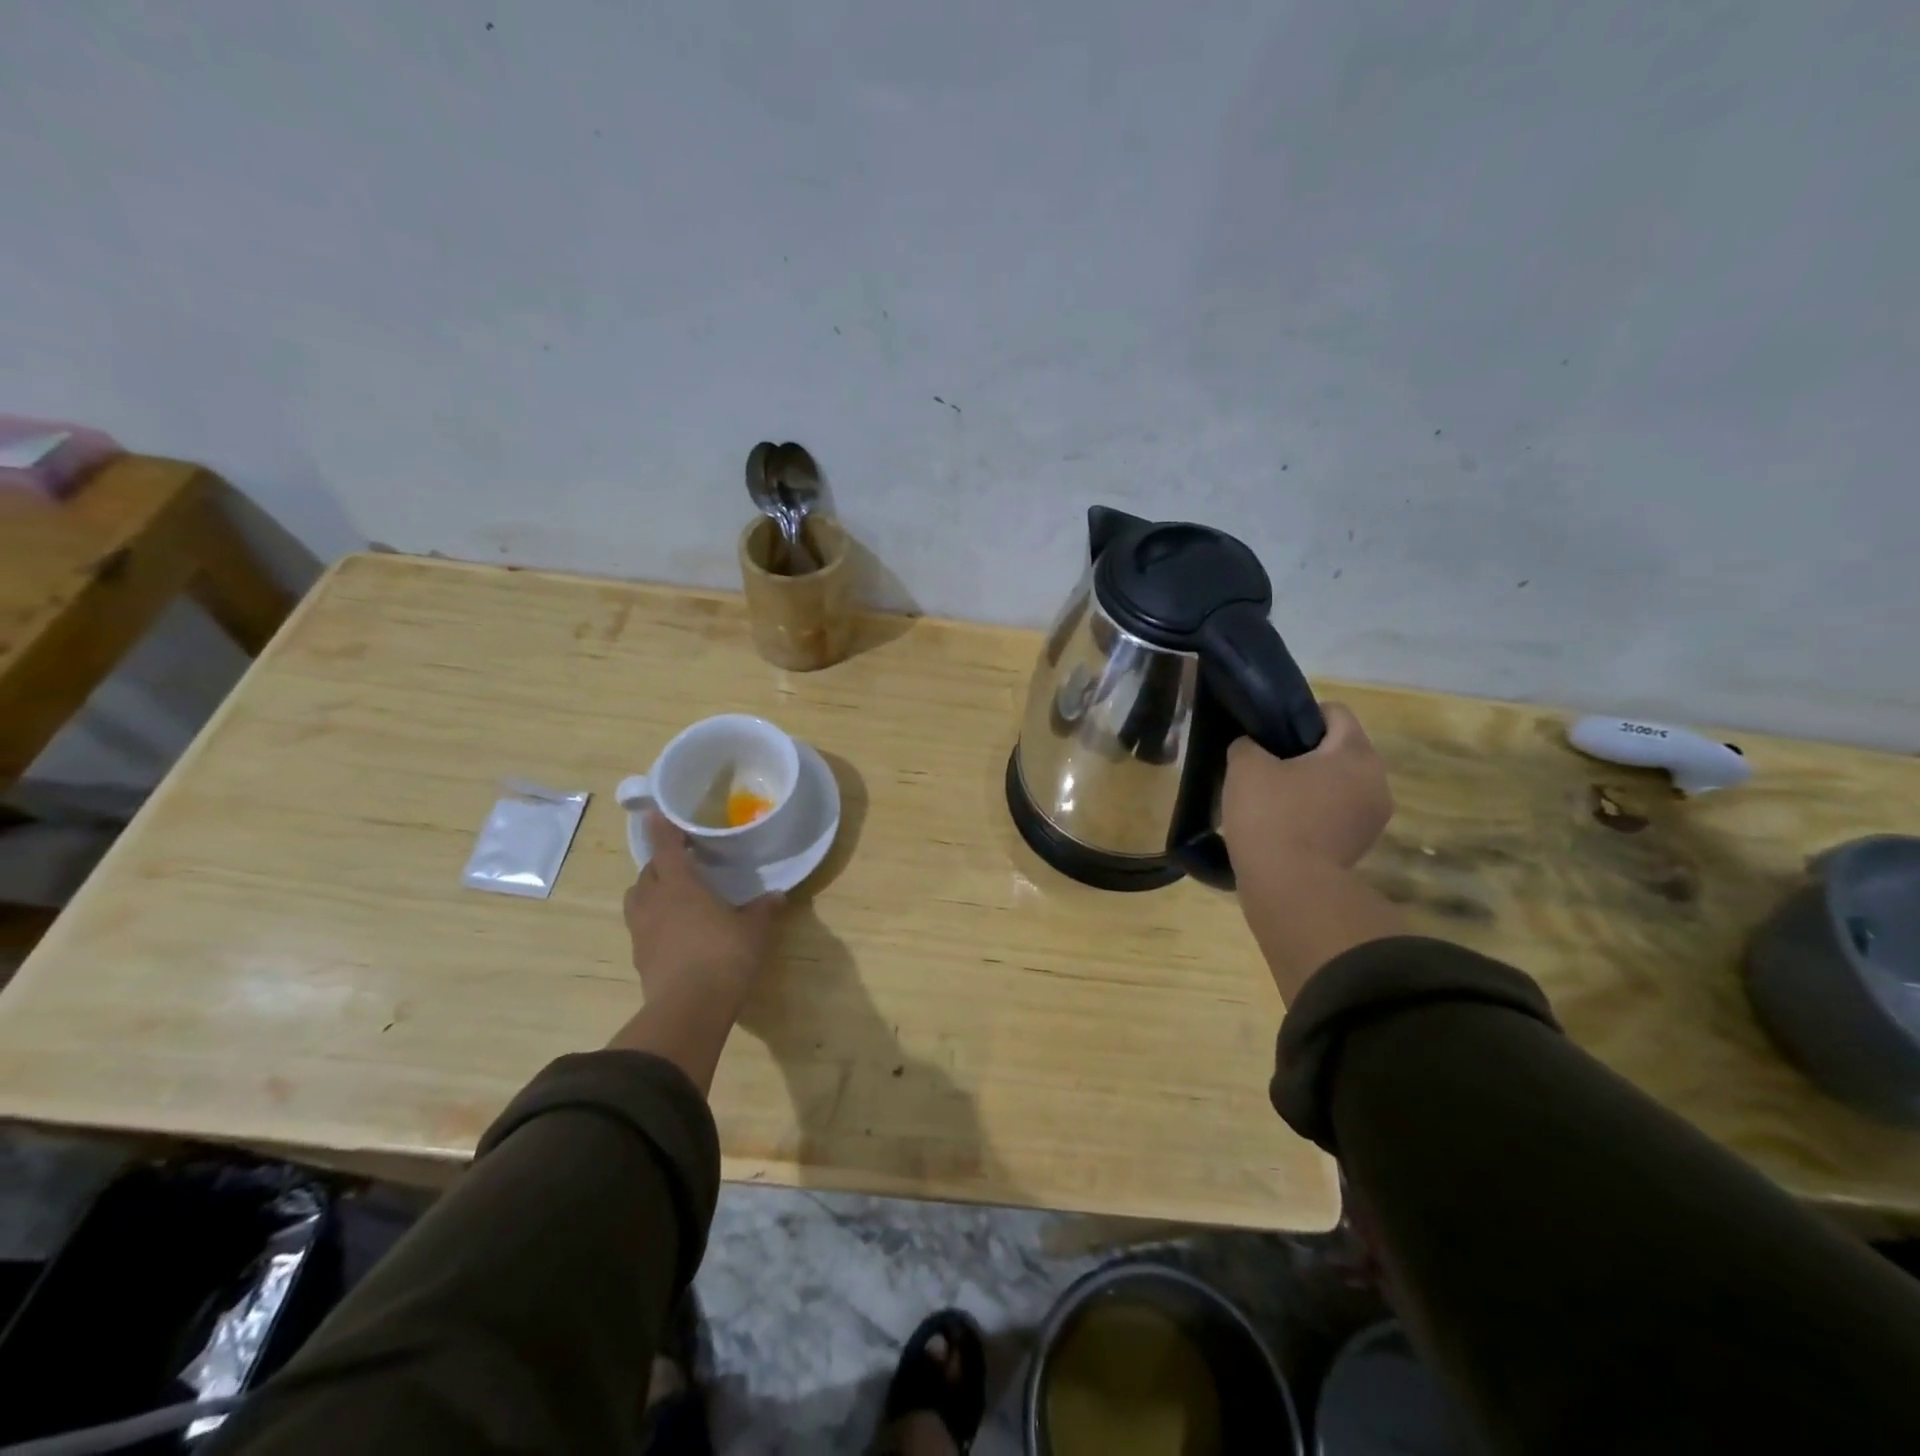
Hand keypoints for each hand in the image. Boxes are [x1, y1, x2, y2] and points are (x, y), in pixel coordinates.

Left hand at [624, 810, 784, 1019]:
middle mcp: (654, 901)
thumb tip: (777, 896)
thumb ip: (762, 910)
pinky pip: (641, 927)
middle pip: (647, 872)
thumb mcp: (754, 930)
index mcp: (679, 885)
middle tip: (681, 862)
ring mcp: (642, 931)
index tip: (656, 812)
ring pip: (637, 899)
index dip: (661, 828)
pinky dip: (653, 920)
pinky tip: (673, 930)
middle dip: (660, 863)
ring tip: (672, 895)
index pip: (665, 847)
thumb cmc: (724, 956)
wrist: (689, 1009)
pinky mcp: (639, 958)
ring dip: (650, 891)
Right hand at [1222, 703, 1393, 872]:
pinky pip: (1338, 815)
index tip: (1270, 733)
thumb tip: (1253, 747)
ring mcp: (1374, 818)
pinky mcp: (1362, 847)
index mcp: (1355, 753)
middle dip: (1306, 753)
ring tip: (1273, 800)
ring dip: (1312, 786)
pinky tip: (1284, 826)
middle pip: (1340, 750)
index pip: (1335, 712)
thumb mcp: (1245, 766)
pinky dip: (1315, 814)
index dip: (1300, 715)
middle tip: (1266, 766)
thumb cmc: (1271, 816)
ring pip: (1340, 784)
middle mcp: (1377, 781)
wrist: (1289, 888)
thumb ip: (1248, 744)